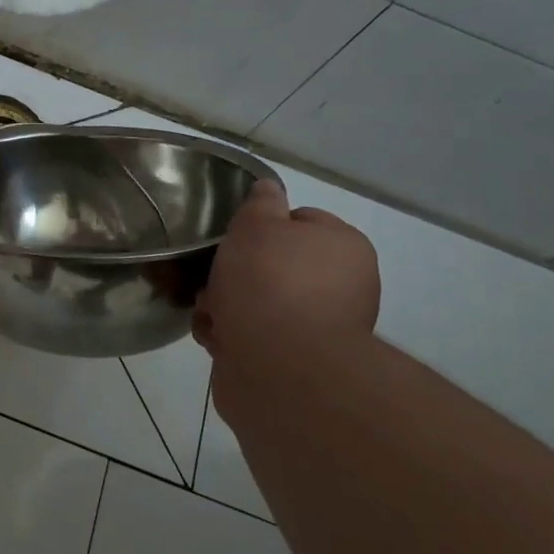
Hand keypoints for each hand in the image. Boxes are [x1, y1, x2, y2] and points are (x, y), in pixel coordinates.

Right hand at [193, 179, 379, 363]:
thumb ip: (261, 203)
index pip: (302, 220)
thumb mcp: (257, 224)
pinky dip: (234, 336)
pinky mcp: (299, 363)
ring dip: (229, 305)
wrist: (278, 365)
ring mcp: (322, 328)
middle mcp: (343, 286)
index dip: (263, 226)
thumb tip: (269, 188)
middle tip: (214, 277)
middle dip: (238, 271)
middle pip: (277, 265)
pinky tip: (217, 337)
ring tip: (209, 311)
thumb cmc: (268, 281)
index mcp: (344, 247)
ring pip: (262, 303)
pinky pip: (259, 337)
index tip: (236, 237)